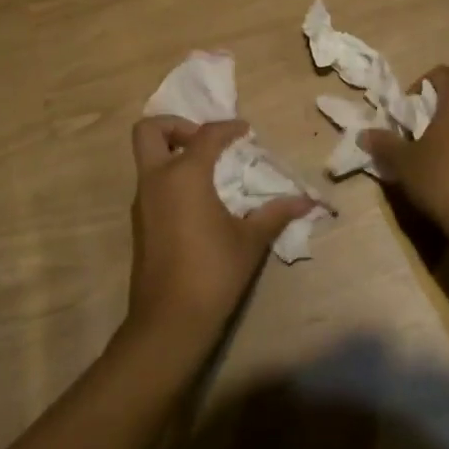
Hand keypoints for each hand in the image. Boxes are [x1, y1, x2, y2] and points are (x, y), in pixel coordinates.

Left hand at [125, 117, 315, 356]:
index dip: (228, 128)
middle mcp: (156, 180)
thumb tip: (308, 201)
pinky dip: (171, 178)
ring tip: (209, 170)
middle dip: (176, 126)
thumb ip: (276, 213)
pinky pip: (151, 184)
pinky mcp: (140, 224)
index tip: (245, 132)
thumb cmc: (213, 272)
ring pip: (147, 158)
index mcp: (184, 175)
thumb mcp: (250, 240)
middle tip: (206, 142)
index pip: (205, 134)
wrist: (169, 322)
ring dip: (173, 153)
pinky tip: (199, 200)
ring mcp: (143, 202)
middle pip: (150, 131)